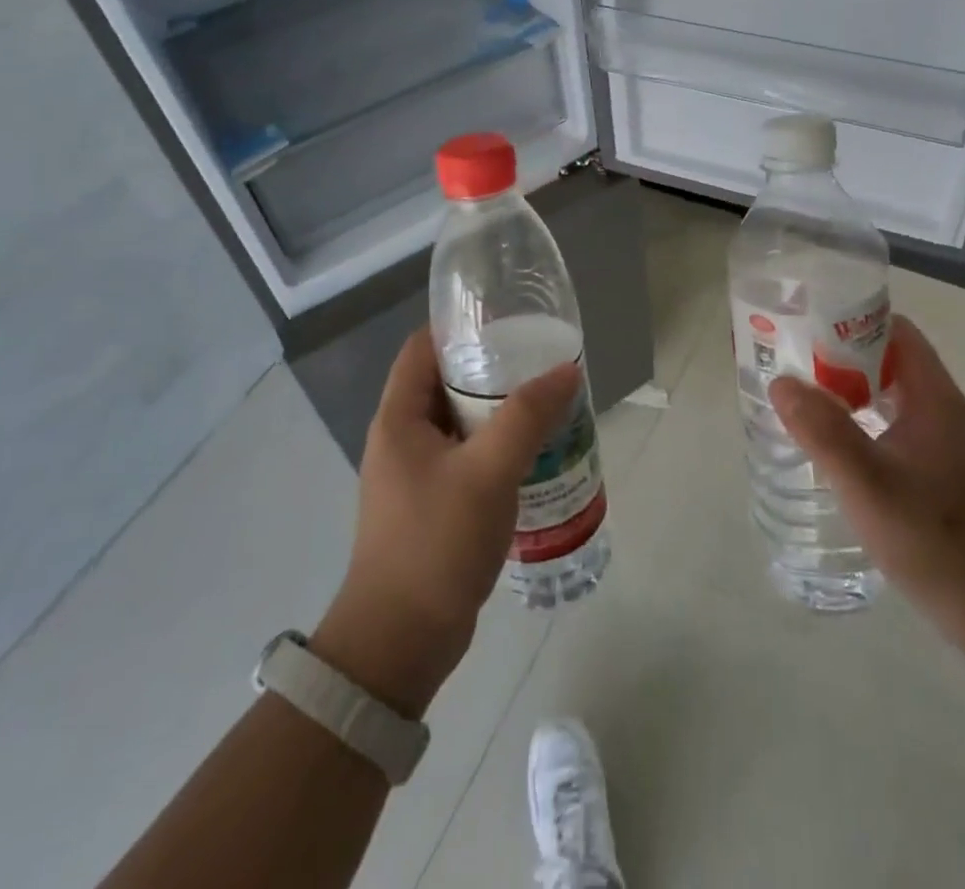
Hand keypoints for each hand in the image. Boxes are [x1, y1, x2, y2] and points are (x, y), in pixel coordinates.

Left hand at [311, 329, 580, 717]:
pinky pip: (468, 458)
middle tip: (540, 363)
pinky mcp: (433, 505)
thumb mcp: (487, 472)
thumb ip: (527, 417)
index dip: (460, 328)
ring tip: (547, 403)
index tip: (508, 321)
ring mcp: (416, 475)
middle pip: (446, 383)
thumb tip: (566, 370)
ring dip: (499, 412)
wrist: (400, 644)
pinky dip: (498, 448)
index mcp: (399, 418)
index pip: (423, 348)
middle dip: (492, 370)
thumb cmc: (435, 543)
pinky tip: (536, 454)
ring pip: (461, 423)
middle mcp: (402, 439)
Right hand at [769, 315, 964, 624]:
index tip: (806, 326)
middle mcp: (941, 407)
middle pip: (888, 357)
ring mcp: (941, 438)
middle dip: (839, 353)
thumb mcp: (866, 482)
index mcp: (933, 396)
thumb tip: (781, 383)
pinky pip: (892, 420)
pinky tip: (831, 438)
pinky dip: (860, 415)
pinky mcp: (936, 466)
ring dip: (848, 386)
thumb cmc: (930, 536)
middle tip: (791, 359)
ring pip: (888, 391)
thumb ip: (823, 431)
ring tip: (801, 393)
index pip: (894, 330)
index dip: (850, 321)